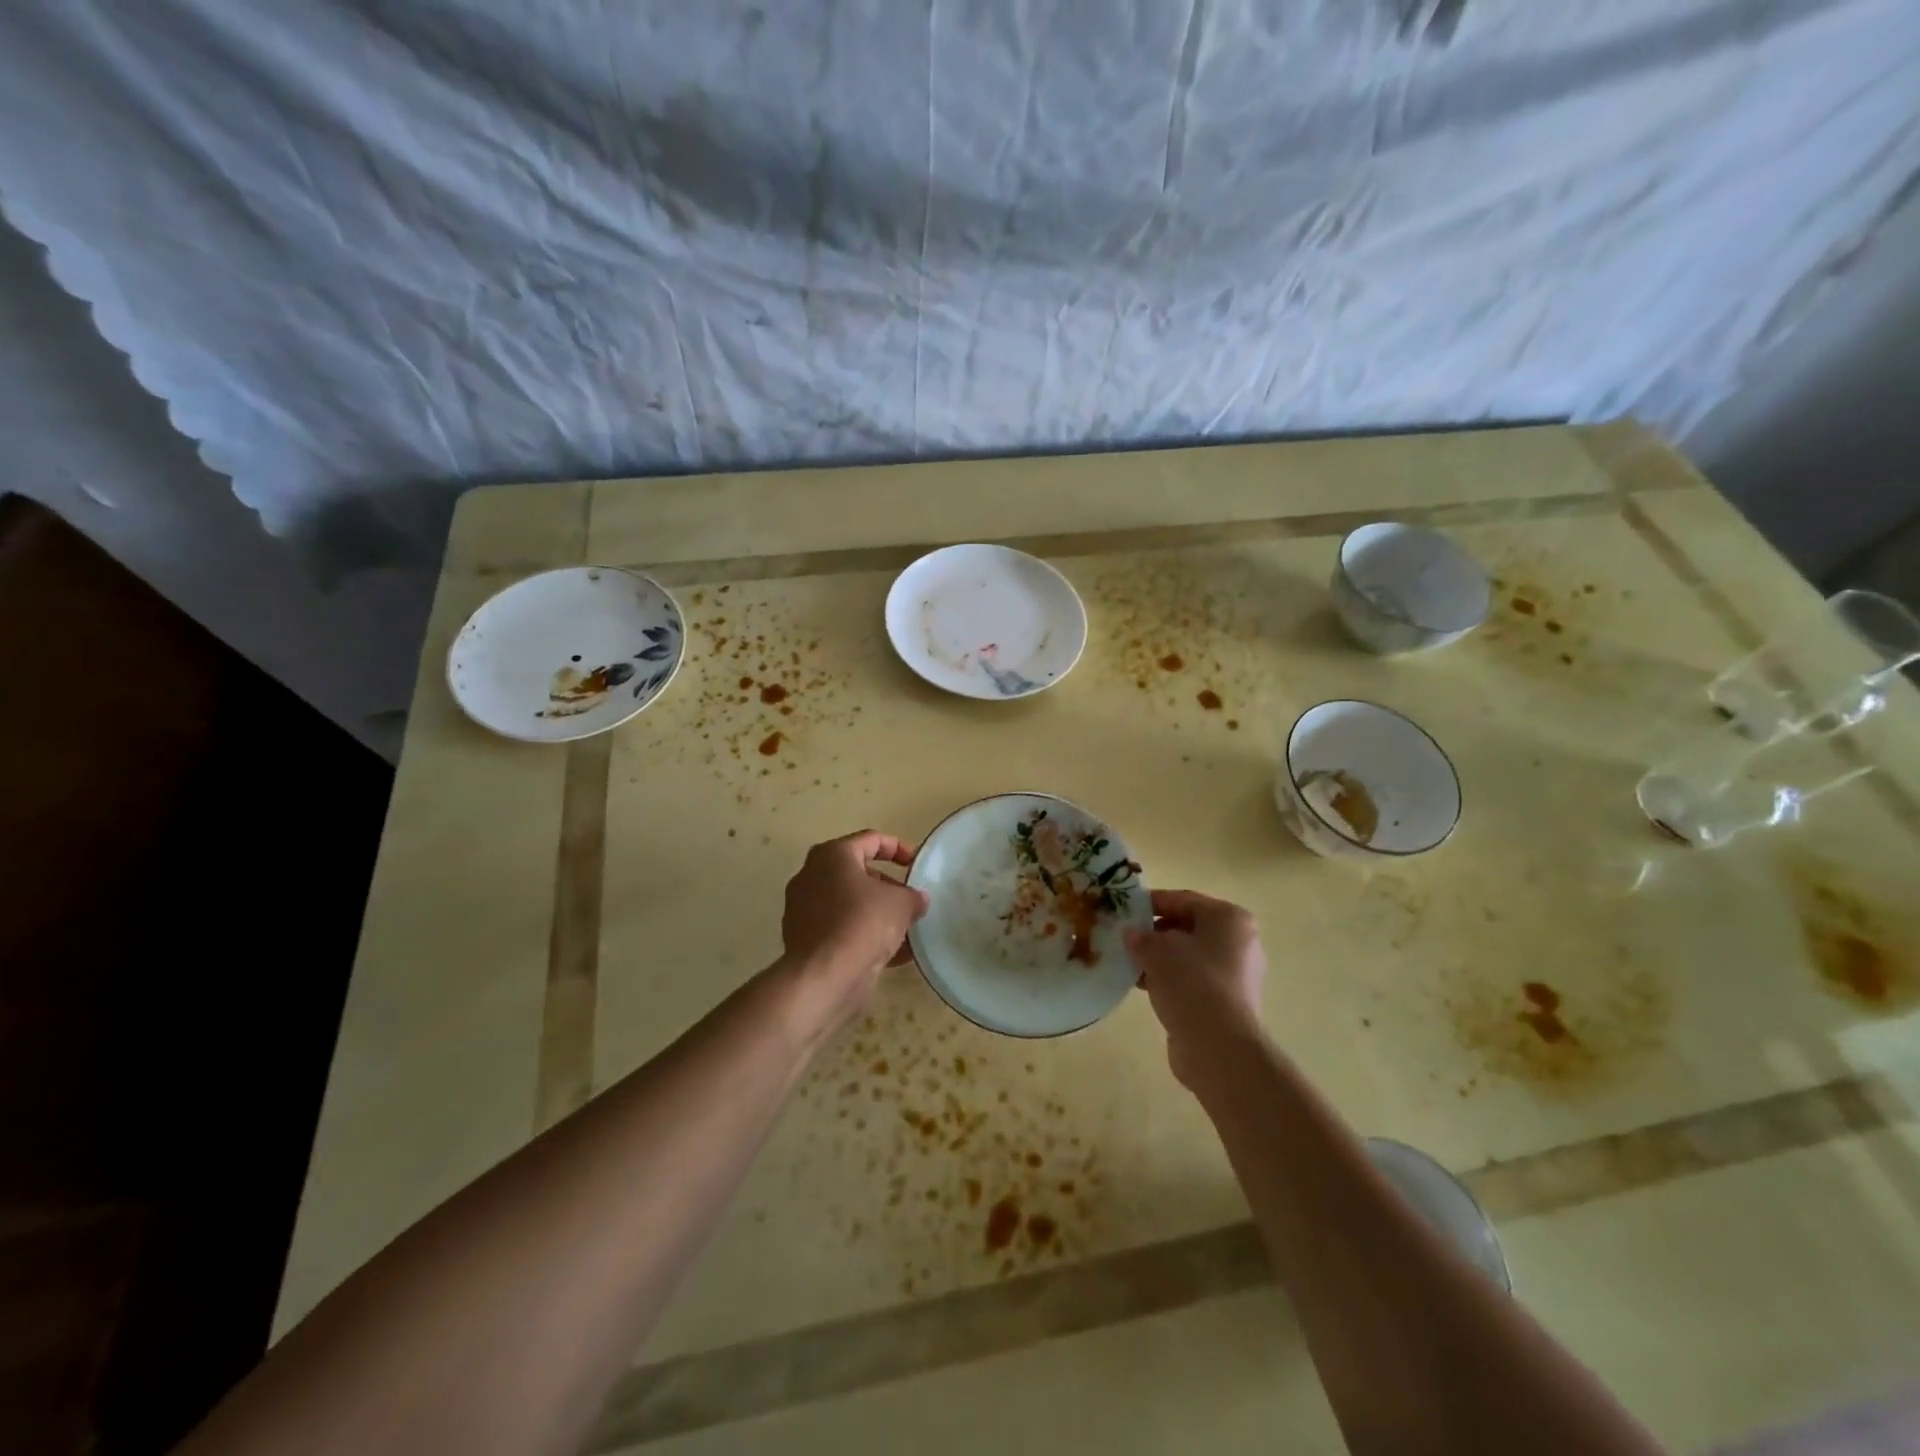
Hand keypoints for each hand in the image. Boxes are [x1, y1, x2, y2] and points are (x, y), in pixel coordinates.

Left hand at [779, 830, 928, 1027]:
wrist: (824, 976)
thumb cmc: (863, 923)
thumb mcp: (901, 904)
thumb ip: (913, 896)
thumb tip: (917, 900)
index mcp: (833, 855)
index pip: (870, 839)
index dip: (897, 848)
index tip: (915, 864)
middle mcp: (812, 876)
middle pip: (858, 873)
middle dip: (887, 886)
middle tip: (909, 900)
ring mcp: (803, 908)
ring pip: (849, 904)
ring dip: (877, 913)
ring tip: (906, 930)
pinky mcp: (804, 939)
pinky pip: (841, 928)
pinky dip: (864, 935)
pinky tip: (893, 954)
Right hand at [1125, 889, 1266, 1089]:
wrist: (1217, 1046)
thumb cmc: (1191, 982)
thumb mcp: (1155, 949)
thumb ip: (1140, 936)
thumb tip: (1131, 934)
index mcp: (1229, 919)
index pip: (1184, 900)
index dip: (1151, 902)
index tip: (1124, 909)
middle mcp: (1239, 943)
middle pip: (1187, 928)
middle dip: (1154, 933)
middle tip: (1124, 938)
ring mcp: (1235, 975)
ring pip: (1188, 957)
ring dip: (1159, 959)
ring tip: (1129, 964)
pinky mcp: (1226, 1003)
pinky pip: (1192, 981)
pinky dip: (1169, 980)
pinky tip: (1143, 987)